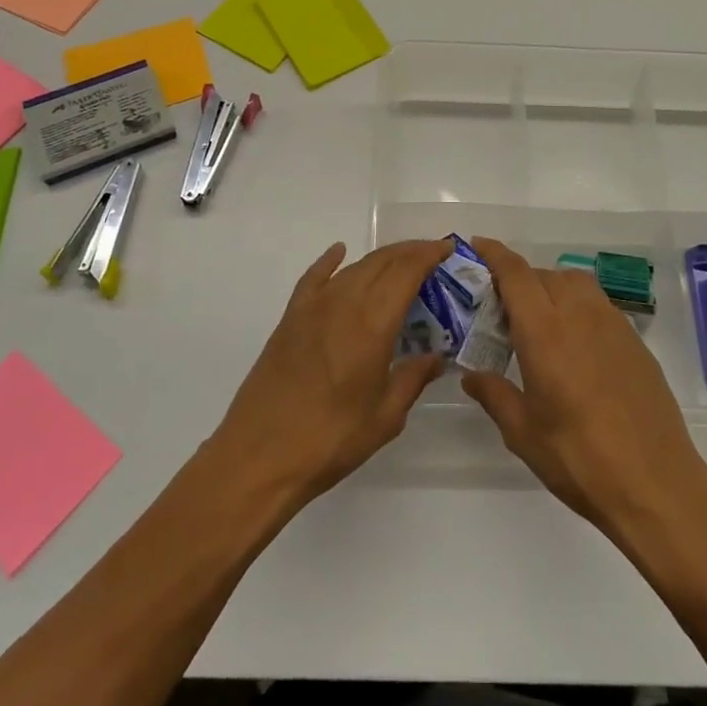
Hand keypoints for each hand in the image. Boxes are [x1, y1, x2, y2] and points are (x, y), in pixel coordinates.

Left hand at [209, 239, 446, 506]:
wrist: (259, 456)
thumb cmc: (330, 440)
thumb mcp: (385, 418)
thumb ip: (413, 379)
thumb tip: (436, 357)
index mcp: (372, 324)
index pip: (406, 272)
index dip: (429, 255)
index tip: (447, 249)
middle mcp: (343, 303)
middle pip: (382, 262)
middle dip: (410, 252)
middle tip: (432, 255)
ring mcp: (313, 307)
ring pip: (353, 267)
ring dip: (380, 259)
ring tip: (400, 263)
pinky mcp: (290, 318)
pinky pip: (314, 277)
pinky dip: (330, 261)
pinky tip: (339, 252)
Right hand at [462, 238, 706, 534]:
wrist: (656, 483)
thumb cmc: (579, 458)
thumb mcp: (523, 433)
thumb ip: (494, 394)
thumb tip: (471, 374)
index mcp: (545, 331)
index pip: (516, 274)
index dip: (494, 254)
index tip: (477, 245)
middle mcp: (579, 315)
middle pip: (544, 275)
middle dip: (519, 280)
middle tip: (501, 309)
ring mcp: (613, 325)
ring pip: (575, 284)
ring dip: (552, 288)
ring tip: (539, 323)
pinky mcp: (635, 342)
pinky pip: (598, 305)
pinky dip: (578, 308)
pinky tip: (574, 347)